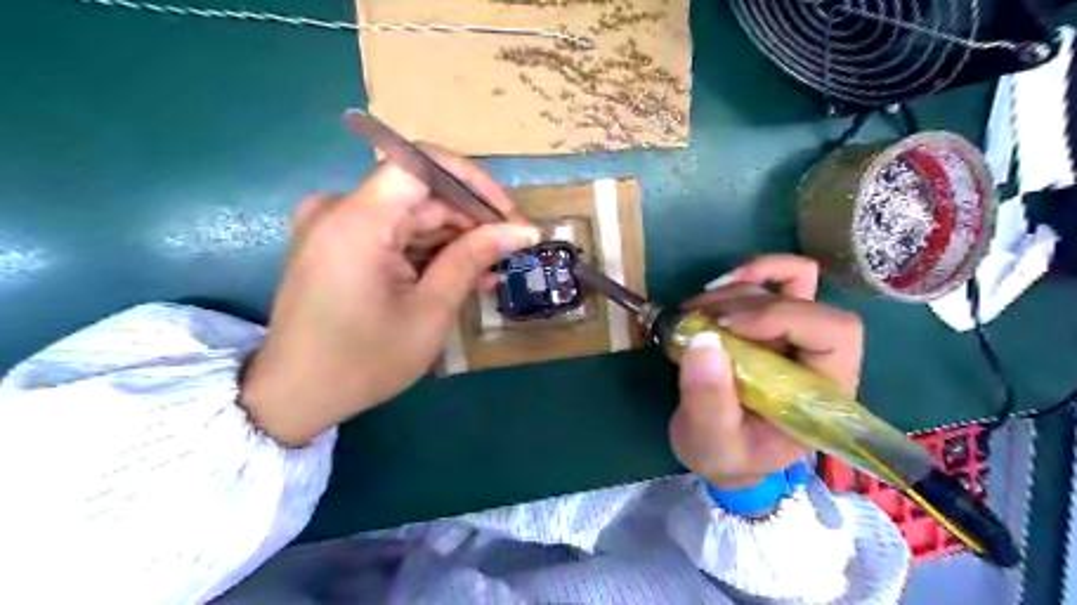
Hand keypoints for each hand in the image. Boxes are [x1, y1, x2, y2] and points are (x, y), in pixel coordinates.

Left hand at [239, 150, 534, 445]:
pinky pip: (392, 233)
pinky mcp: (336, 243)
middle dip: (469, 219)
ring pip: (410, 214)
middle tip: (511, 250)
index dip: (471, 181)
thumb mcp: (430, 311)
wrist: (295, 396)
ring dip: (453, 240)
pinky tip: (460, 275)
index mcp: (358, 221)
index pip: (422, 164)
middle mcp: (339, 209)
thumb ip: (473, 259)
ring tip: (491, 271)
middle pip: (419, 193)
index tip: (506, 214)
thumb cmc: (365, 361)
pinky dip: (426, 251)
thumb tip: (522, 231)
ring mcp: (334, 225)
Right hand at [670, 256, 864, 490]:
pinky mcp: (772, 321)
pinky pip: (779, 279)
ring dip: (731, 292)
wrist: (720, 449)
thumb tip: (703, 340)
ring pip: (784, 284)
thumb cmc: (727, 455)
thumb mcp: (712, 443)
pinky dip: (748, 273)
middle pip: (805, 301)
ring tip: (690, 316)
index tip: (725, 328)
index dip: (782, 317)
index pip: (834, 333)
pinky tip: (715, 289)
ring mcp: (796, 334)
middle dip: (745, 306)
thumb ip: (708, 402)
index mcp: (823, 392)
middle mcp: (819, 356)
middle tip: (696, 322)